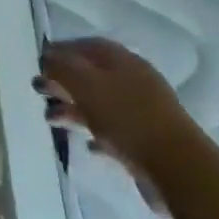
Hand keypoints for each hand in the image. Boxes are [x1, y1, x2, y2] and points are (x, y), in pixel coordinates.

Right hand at [36, 38, 203, 210]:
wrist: (181, 172)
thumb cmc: (127, 118)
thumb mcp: (84, 83)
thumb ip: (61, 66)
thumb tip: (47, 56)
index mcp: (121, 61)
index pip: (85, 45)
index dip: (60, 50)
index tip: (38, 62)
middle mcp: (133, 81)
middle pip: (90, 75)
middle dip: (62, 81)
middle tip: (38, 90)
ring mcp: (142, 113)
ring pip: (99, 104)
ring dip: (73, 109)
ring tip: (50, 120)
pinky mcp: (147, 143)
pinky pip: (114, 132)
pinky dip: (96, 134)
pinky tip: (85, 144)